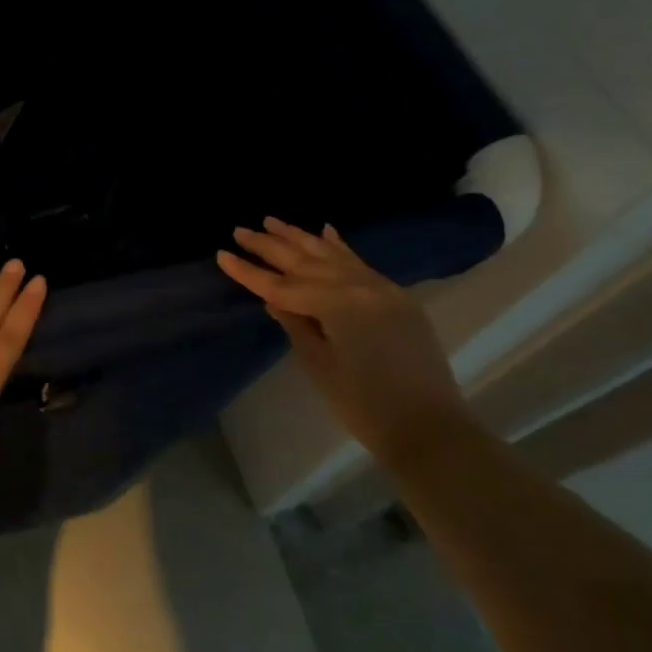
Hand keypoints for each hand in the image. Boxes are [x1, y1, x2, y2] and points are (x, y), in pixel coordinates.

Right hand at [217, 218, 475, 465]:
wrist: (430, 429)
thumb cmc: (365, 405)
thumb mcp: (320, 366)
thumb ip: (296, 325)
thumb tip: (274, 300)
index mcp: (337, 304)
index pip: (281, 285)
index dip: (249, 272)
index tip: (222, 254)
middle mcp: (359, 287)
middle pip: (305, 262)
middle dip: (270, 246)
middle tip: (241, 230)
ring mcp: (381, 289)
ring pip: (332, 256)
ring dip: (300, 238)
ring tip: (272, 221)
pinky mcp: (395, 298)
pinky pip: (360, 263)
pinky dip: (340, 247)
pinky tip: (325, 230)